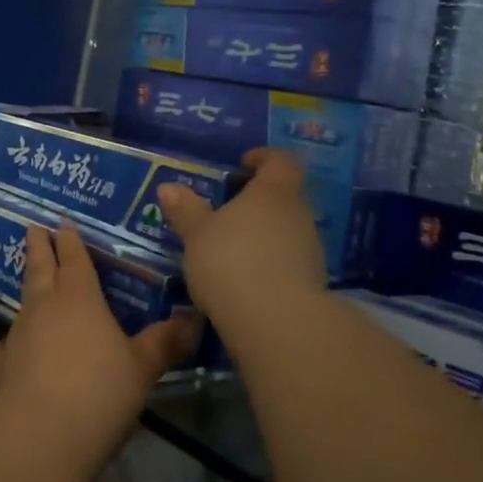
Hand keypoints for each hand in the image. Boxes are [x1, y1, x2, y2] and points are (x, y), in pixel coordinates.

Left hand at [0, 223, 198, 481]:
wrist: (41, 433)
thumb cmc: (99, 391)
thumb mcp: (142, 368)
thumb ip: (163, 343)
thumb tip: (191, 321)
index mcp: (80, 297)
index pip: (75, 258)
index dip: (71, 240)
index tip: (62, 221)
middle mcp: (45, 306)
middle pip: (42, 268)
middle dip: (40, 247)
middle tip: (33, 227)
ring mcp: (18, 335)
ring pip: (22, 302)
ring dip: (27, 290)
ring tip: (29, 282)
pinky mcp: (1, 367)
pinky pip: (2, 348)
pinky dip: (2, 345)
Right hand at [159, 150, 325, 331]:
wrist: (278, 323)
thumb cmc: (231, 262)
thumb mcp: (197, 235)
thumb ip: (185, 210)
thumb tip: (168, 186)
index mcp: (273, 192)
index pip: (281, 161)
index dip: (264, 158)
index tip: (244, 164)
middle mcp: (299, 214)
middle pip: (284, 196)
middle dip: (258, 200)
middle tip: (228, 210)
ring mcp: (311, 250)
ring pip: (287, 230)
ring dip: (264, 234)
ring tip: (232, 247)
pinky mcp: (313, 283)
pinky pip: (289, 261)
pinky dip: (270, 262)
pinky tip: (246, 278)